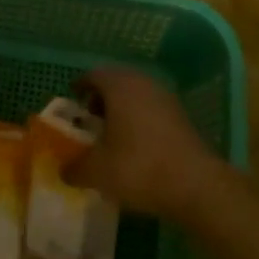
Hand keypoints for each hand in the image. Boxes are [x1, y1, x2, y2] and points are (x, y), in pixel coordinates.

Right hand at [65, 66, 230, 222]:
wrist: (195, 184)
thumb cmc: (139, 168)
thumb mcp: (98, 172)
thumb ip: (76, 168)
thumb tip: (64, 170)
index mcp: (120, 86)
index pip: (94, 75)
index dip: (81, 86)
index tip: (73, 98)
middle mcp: (143, 83)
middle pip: (117, 82)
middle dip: (101, 98)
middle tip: (89, 119)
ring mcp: (165, 98)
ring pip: (136, 95)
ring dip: (122, 109)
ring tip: (111, 135)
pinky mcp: (181, 116)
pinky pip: (151, 109)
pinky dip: (139, 119)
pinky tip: (136, 145)